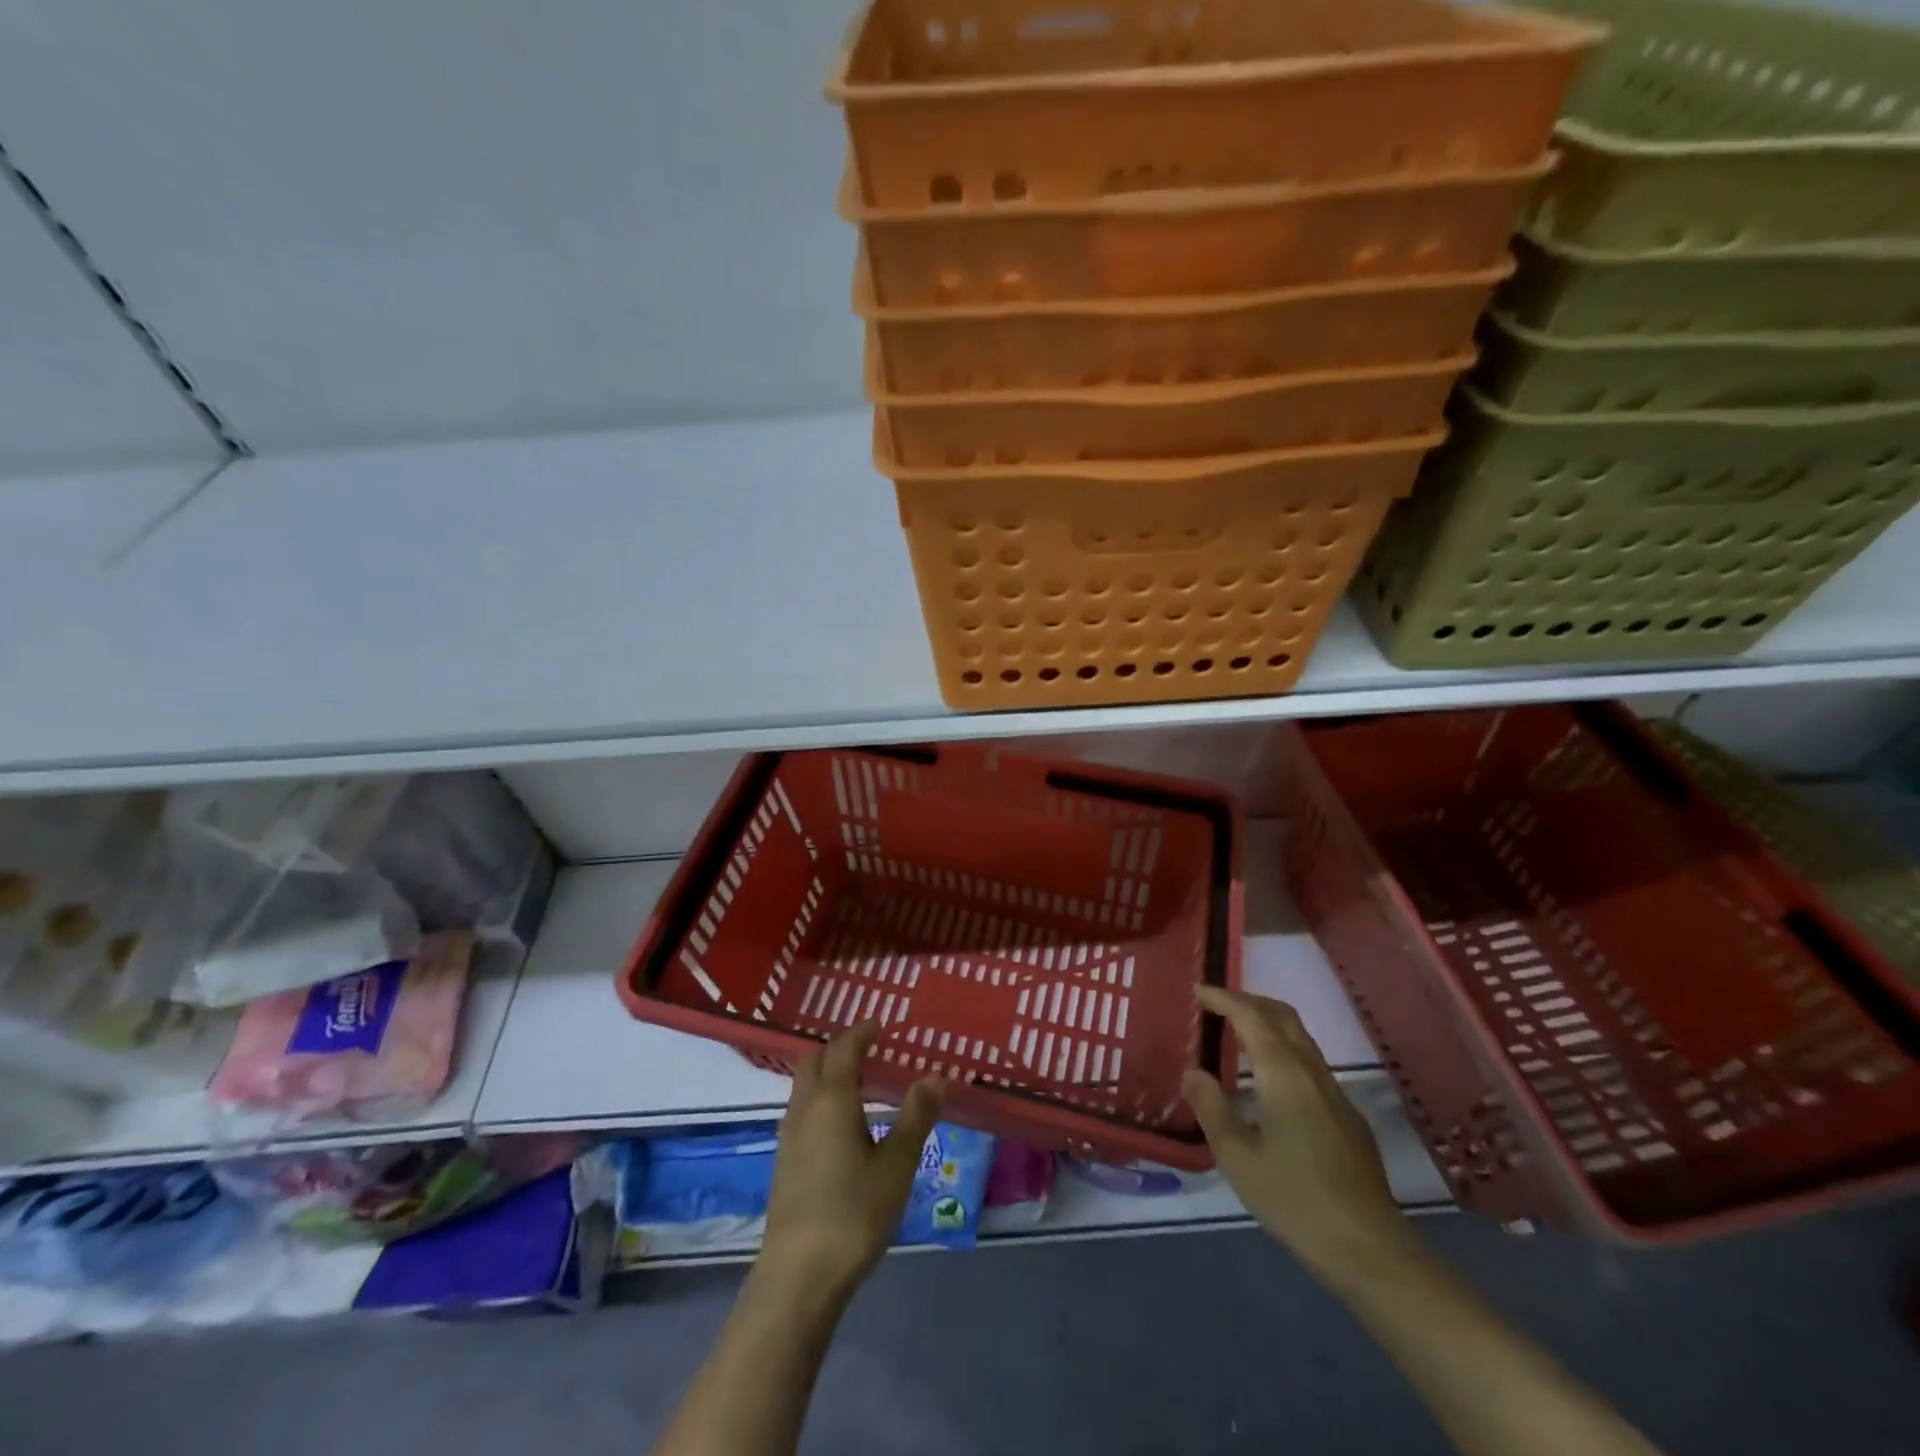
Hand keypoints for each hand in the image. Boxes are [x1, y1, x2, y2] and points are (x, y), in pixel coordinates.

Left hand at [758, 1022, 942, 1305]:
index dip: (862, 1032)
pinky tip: (841, 1121)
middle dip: (839, 1046)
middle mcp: (804, 1108)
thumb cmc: (854, 1214)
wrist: (798, 1277)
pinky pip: (801, 1107)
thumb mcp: (896, 1165)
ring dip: (827, 1071)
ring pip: (804, 1084)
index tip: (880, 1024)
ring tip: (859, 1079)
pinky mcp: (784, 1160)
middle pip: (815, 1060)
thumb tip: (935, 1076)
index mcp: (831, 1100)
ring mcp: (789, 1135)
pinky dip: (820, 1095)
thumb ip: (916, 1117)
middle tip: (869, 1046)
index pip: (844, 1049)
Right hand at [1184, 986, 1413, 1281]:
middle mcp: (1312, 1072)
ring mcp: (1335, 1094)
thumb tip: (1193, 1072)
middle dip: (1248, 1001)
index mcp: (1283, 1074)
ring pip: (1300, 1038)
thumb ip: (1212, 1108)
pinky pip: (1310, 1064)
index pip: (1251, 1016)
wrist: (1369, 1249)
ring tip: (1238, 1035)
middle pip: (1282, 1016)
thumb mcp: (1237, 1157)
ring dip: (1268, 1024)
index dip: (1223, 998)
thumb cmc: (1294, 1199)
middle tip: (1216, 1004)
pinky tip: (1270, 1082)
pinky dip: (1283, 1050)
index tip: (1197, 992)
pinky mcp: (1348, 1117)